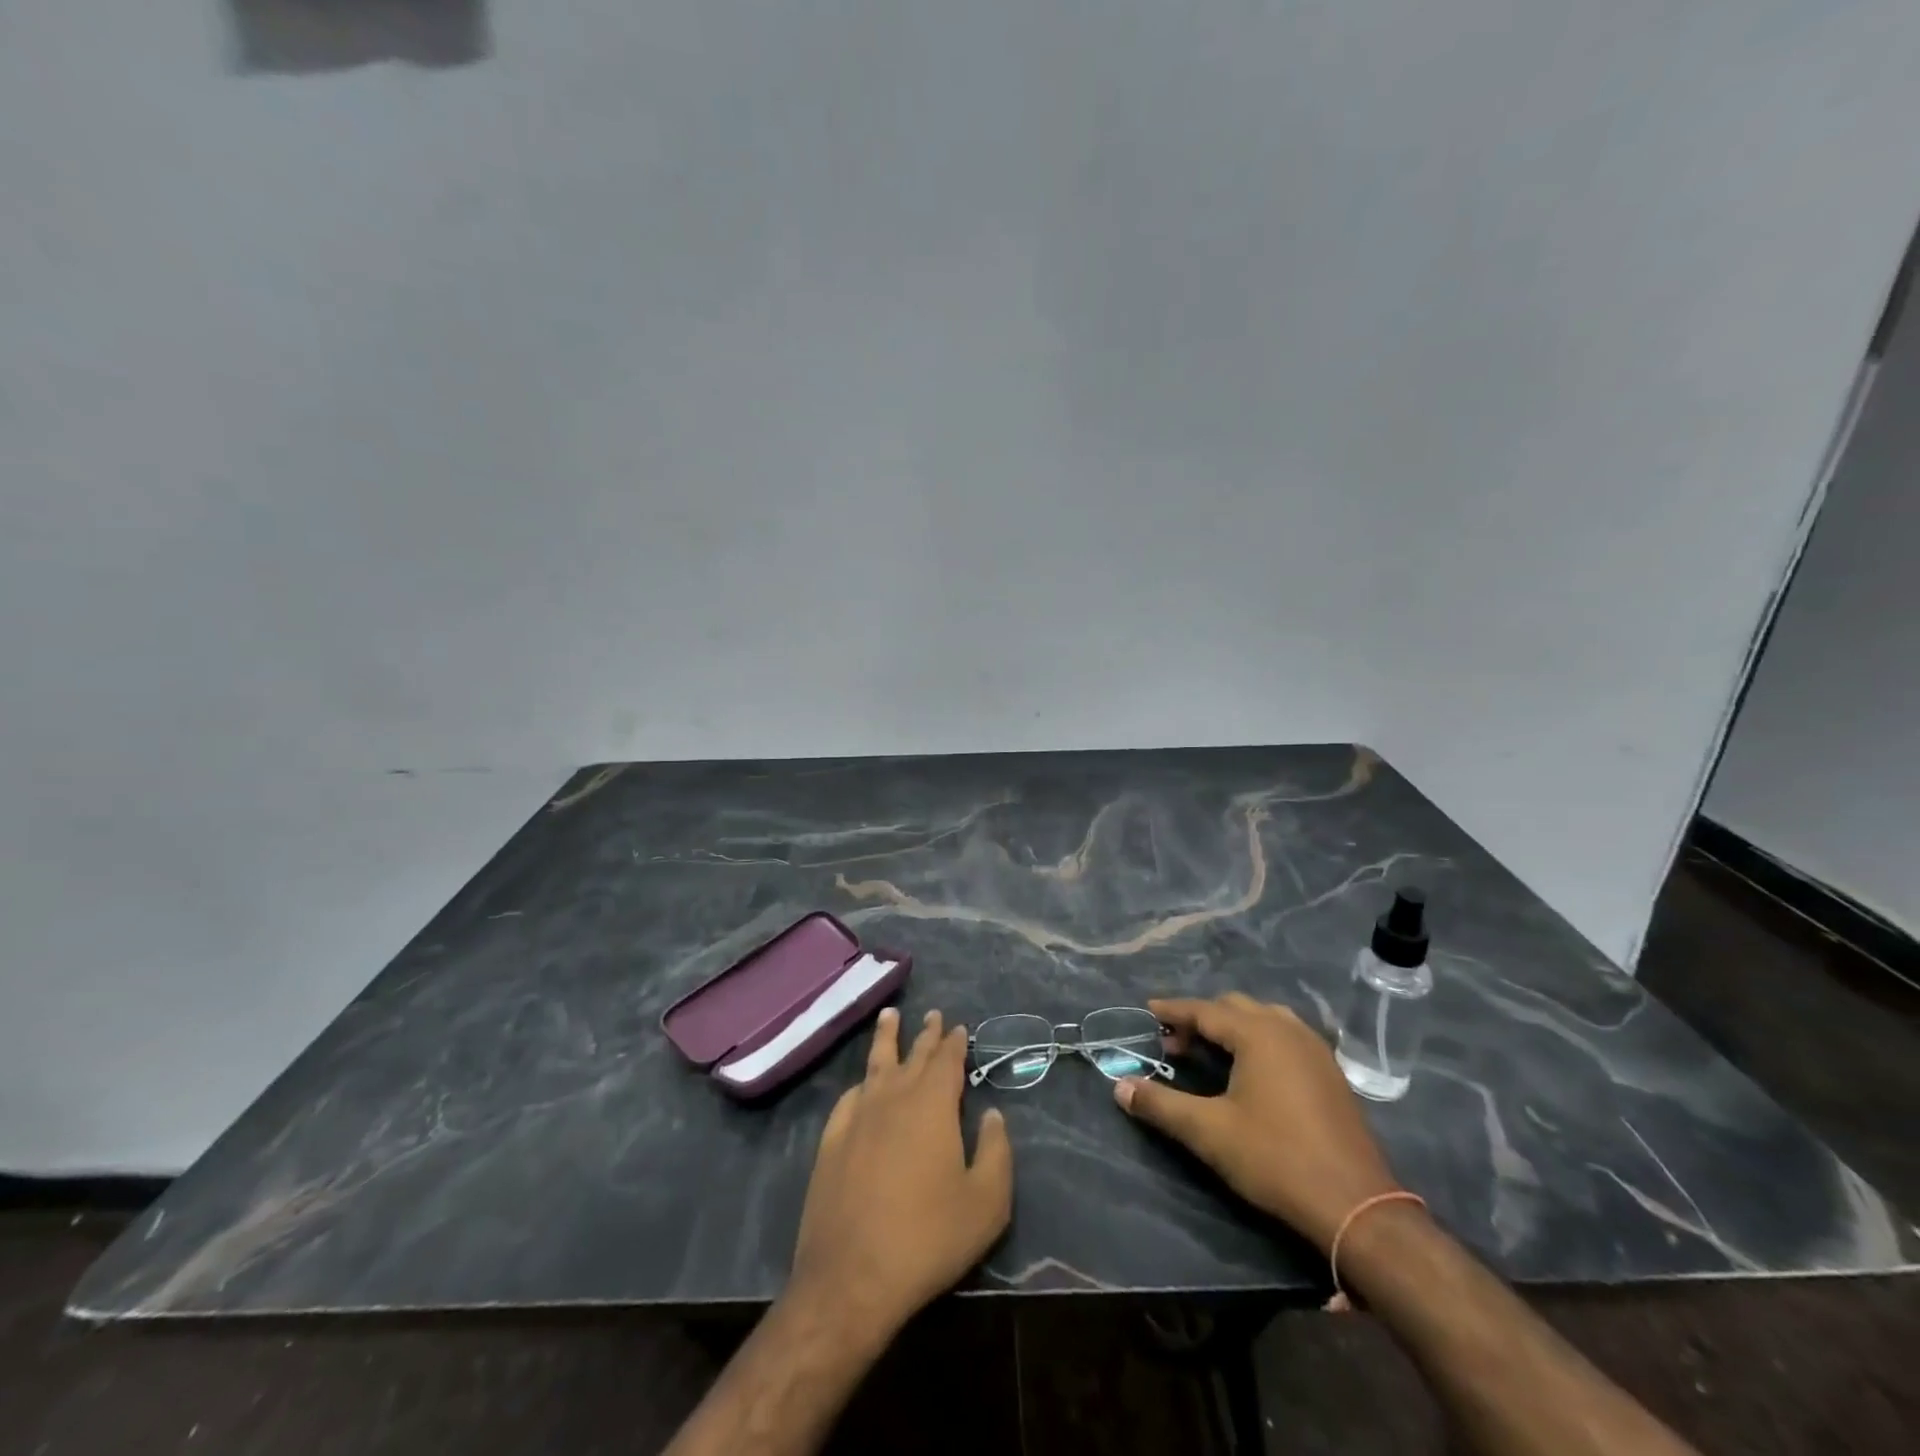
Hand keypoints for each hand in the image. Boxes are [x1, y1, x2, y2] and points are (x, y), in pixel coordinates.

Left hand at [789, 1007, 1012, 1341]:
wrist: (851, 1278)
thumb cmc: (928, 1238)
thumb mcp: (986, 1203)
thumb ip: (996, 1151)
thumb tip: (993, 1114)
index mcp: (932, 1104)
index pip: (946, 1060)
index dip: (954, 1042)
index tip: (959, 1027)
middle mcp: (893, 1097)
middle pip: (913, 1055)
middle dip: (926, 1034)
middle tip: (933, 1014)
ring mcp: (857, 1117)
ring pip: (875, 1064)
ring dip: (886, 1038)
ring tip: (890, 1016)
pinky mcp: (831, 1142)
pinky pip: (849, 1098)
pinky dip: (861, 1084)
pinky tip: (862, 1084)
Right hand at [1114, 992, 1400, 1251]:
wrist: (1357, 1207)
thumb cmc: (1276, 1160)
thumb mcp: (1209, 1133)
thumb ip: (1161, 1105)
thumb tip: (1120, 1088)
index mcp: (1258, 1033)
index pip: (1204, 1010)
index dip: (1173, 1010)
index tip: (1147, 1011)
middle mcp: (1288, 1029)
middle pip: (1234, 1008)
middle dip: (1200, 1018)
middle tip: (1173, 1042)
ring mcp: (1315, 1049)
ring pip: (1263, 1018)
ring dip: (1232, 1026)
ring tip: (1209, 1051)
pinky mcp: (1330, 1072)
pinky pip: (1286, 1035)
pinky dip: (1259, 1039)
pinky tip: (1251, 1067)